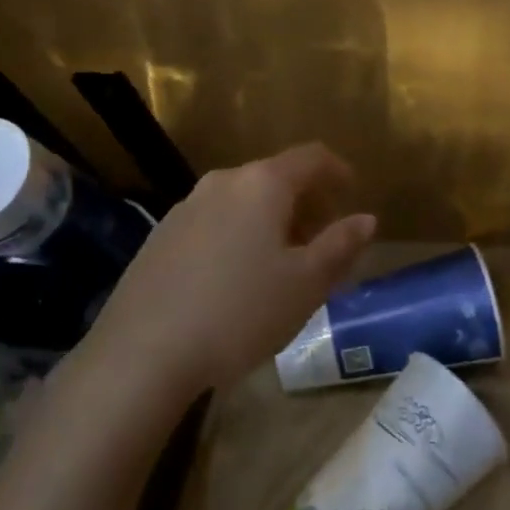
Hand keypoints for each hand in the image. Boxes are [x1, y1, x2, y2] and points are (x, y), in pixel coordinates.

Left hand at [86, 143, 375, 400]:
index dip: (338, 170)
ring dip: (271, 221)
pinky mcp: (161, 236)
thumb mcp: (305, 284)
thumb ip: (340, 245)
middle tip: (322, 241)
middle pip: (275, 177)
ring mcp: (185, 207)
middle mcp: (222, 182)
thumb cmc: (240, 312)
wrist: (143, 352)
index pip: (311, 157)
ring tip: (281, 264)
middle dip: (305, 203)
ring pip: (242, 201)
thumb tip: (366, 219)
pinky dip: (238, 235)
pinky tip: (235, 279)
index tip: (352, 193)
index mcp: (262, 184)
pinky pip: (214, 222)